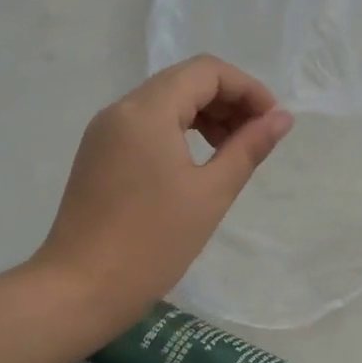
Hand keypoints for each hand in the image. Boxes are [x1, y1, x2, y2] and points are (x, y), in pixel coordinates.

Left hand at [36, 56, 292, 332]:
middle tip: (258, 138)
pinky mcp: (99, 155)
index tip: (272, 122)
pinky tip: (198, 163)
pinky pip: (146, 125)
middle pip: (184, 81)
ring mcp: (105, 133)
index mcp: (146, 111)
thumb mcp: (211, 193)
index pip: (206, 71)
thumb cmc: (152, 243)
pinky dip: (180, 131)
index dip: (247, 88)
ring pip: (164, 102)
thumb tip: (281, 118)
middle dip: (228, 101)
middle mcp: (120, 110)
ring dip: (205, 116)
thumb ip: (248, 148)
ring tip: (233, 151)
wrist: (80, 290)